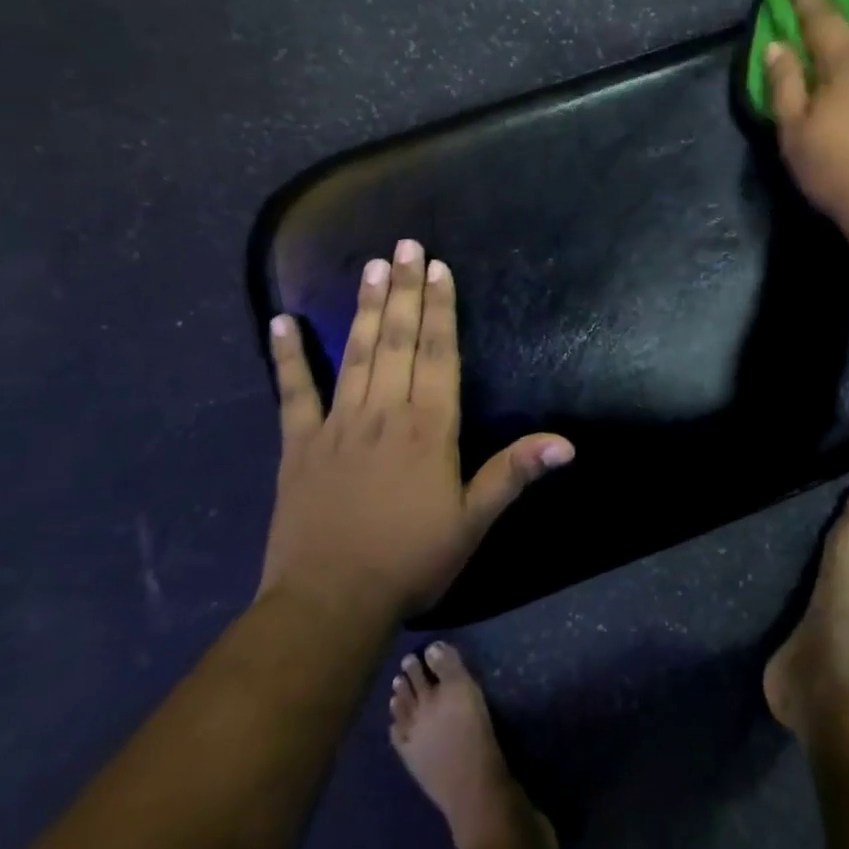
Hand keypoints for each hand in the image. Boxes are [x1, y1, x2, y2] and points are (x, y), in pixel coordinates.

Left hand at [262, 240, 573, 615]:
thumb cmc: (411, 560)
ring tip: (372, 267)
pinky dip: (287, 356)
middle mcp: (384, 411)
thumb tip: (567, 443)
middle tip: (406, 245)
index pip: (439, 354)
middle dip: (406, 289)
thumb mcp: (473, 522)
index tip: (439, 268)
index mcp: (428, 427)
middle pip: (399, 339)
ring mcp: (338, 423)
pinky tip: (280, 321)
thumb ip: (514, 473)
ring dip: (366, 307)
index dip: (441, 308)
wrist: (331, 603)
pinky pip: (293, 391)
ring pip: (356, 352)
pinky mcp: (299, 443)